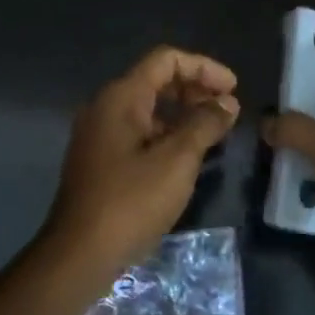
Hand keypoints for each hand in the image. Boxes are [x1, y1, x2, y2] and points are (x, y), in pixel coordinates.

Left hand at [45, 47, 239, 273]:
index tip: (234, 89)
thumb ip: (205, 124)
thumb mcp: (177, 160)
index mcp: (121, 97)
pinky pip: (139, 133)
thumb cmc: (131, 202)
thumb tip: (227, 104)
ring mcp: (100, 135)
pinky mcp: (101, 161)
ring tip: (215, 134)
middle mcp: (106, 108)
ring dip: (183, 114)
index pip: (166, 60)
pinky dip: (167, 135)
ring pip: (148, 109)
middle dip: (195, 90)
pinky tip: (188, 157)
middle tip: (228, 111)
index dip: (204, 68)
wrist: (80, 253)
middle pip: (156, 81)